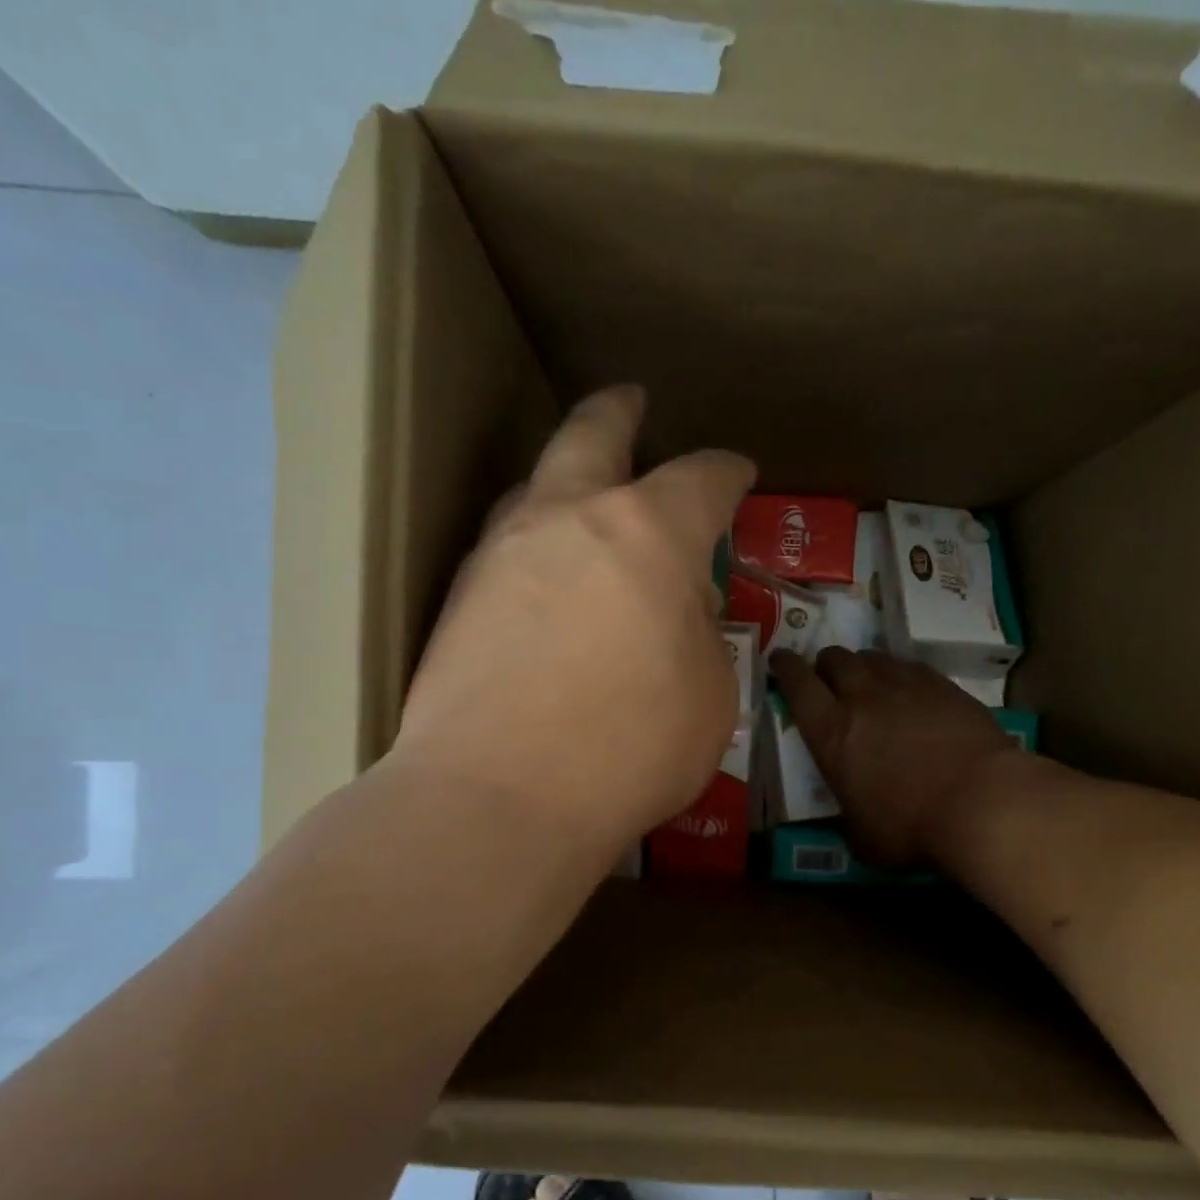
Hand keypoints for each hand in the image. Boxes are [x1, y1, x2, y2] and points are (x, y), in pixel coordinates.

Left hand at [395, 385, 755, 854]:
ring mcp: (501, 554)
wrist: (498, 798)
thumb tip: (678, 609)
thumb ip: (701, 636)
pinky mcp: (458, 601)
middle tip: (632, 401)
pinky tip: (547, 579)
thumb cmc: (631, 746)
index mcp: (648, 534)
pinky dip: (536, 546)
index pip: (701, 479)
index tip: (741, 473)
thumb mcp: (710, 695)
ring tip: (584, 497)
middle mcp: (568, 521)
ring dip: (565, 477)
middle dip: (619, 413)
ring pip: (534, 485)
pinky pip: (506, 548)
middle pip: (592, 434)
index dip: (728, 473)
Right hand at [770, 647, 1020, 866]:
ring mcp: (905, 686)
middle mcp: (863, 698)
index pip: (797, 685)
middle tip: (827, 677)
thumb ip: (850, 820)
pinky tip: (908, 688)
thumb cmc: (912, 826)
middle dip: (826, 665)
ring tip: (868, 680)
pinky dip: (900, 673)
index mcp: (832, 734)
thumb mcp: (865, 839)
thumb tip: (853, 821)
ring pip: (873, 657)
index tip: (780, 660)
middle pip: (835, 660)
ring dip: (862, 666)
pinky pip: (911, 666)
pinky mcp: (943, 686)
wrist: (981, 800)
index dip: (785, 668)